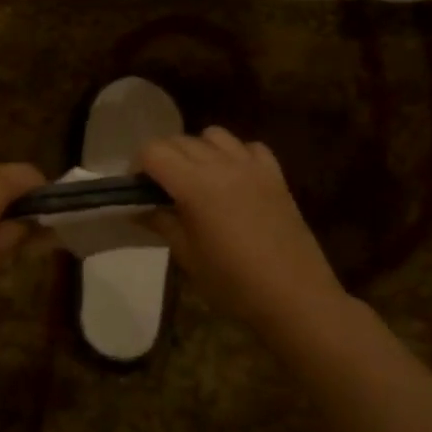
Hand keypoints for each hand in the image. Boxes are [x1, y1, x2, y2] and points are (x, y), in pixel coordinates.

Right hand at [140, 127, 344, 328]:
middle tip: (161, 188)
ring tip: (197, 179)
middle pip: (180, 140)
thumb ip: (162, 223)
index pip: (154, 151)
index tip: (137, 188)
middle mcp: (221, 164)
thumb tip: (139, 208)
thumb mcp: (188, 256)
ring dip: (198, 149)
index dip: (139, 165)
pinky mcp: (276, 176)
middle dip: (163, 158)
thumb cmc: (233, 282)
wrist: (294, 296)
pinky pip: (249, 147)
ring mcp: (252, 166)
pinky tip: (234, 179)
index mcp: (194, 184)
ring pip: (215, 136)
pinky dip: (235, 154)